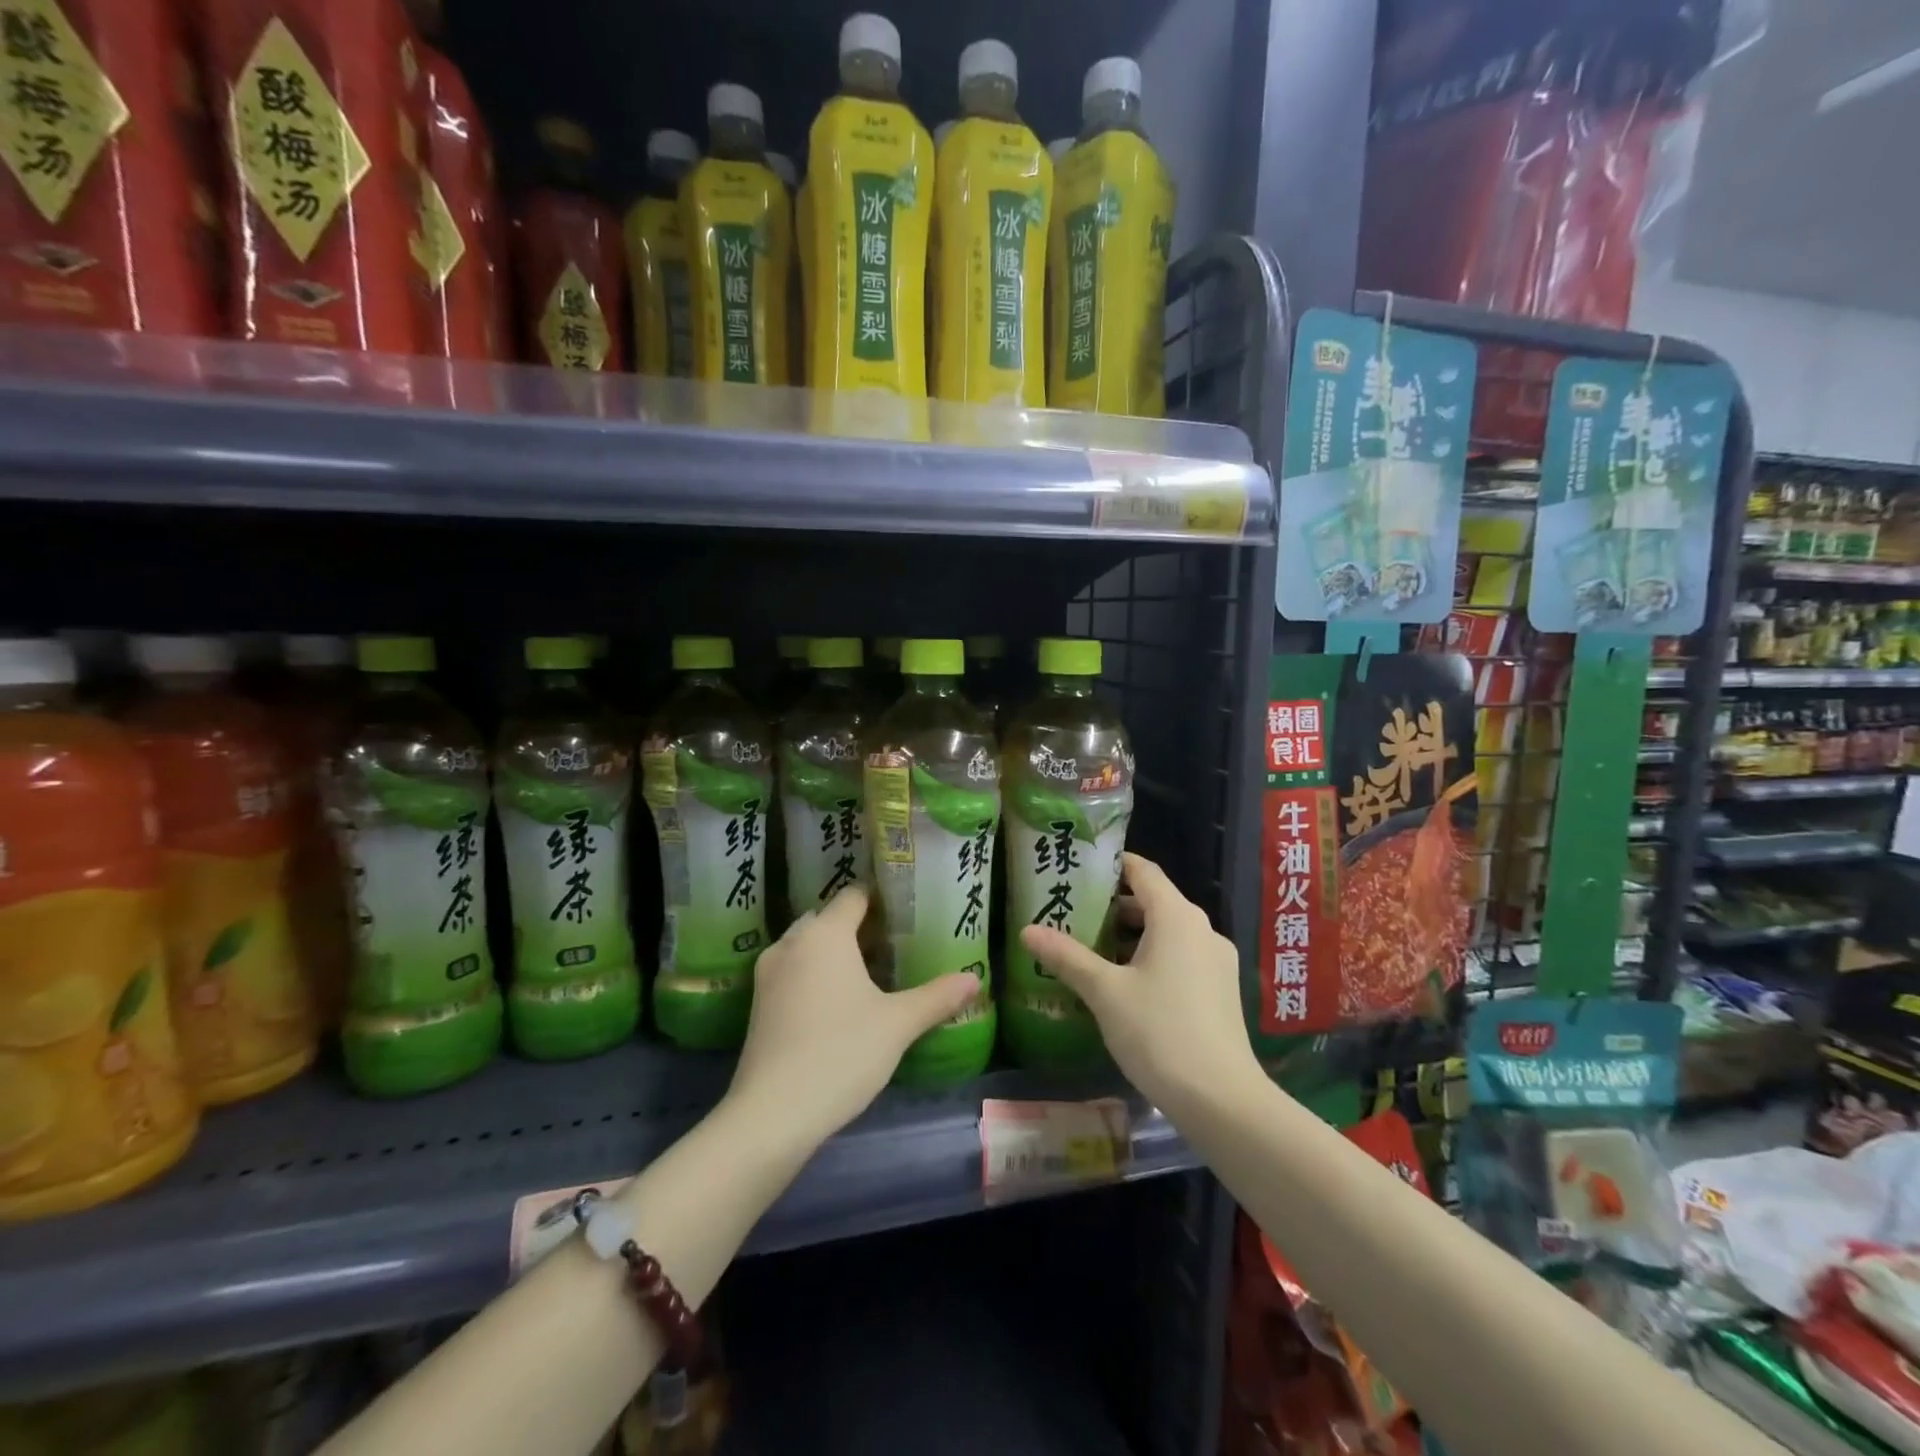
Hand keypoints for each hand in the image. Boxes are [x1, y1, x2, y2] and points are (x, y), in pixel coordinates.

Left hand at [727, 884, 978, 1146]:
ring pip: (807, 945)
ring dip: (834, 950)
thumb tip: (974, 979)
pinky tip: (838, 1002)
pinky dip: (814, 973)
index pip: (853, 895)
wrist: (772, 1114)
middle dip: (859, 925)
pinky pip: (793, 970)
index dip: (881, 898)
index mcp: (825, 934)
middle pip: (828, 918)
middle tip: (895, 943)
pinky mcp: (758, 1003)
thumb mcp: (897, 1024)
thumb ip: (936, 997)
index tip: (907, 910)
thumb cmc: (841, 1053)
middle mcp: (792, 942)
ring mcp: (769, 973)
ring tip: (870, 972)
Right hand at [1020, 853, 1261, 1122]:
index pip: (1144, 871)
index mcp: (1177, 917)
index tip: (1081, 866)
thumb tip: (1027, 930)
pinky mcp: (1221, 990)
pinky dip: (1152, 956)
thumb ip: (1067, 957)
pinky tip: (1124, 982)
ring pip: (1168, 932)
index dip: (1113, 863)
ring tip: (1091, 947)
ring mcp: (1216, 961)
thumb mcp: (1105, 992)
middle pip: (1155, 901)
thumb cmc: (1159, 1033)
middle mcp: (1202, 930)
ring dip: (1132, 934)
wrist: (1222, 1100)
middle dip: (1114, 904)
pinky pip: (1181, 956)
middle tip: (1073, 911)